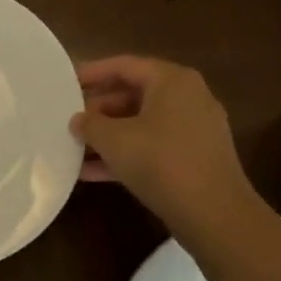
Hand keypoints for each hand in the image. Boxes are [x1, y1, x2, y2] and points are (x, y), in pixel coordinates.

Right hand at [71, 56, 259, 236]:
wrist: (215, 215)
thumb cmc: (161, 162)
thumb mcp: (114, 140)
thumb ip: (90, 124)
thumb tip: (78, 120)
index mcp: (172, 81)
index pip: (124, 66)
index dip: (91, 73)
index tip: (65, 83)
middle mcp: (187, 98)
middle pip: (133, 94)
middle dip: (98, 109)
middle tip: (69, 120)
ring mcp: (194, 129)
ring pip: (141, 124)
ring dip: (108, 136)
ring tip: (74, 147)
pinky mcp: (194, 158)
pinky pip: (153, 146)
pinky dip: (126, 154)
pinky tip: (92, 173)